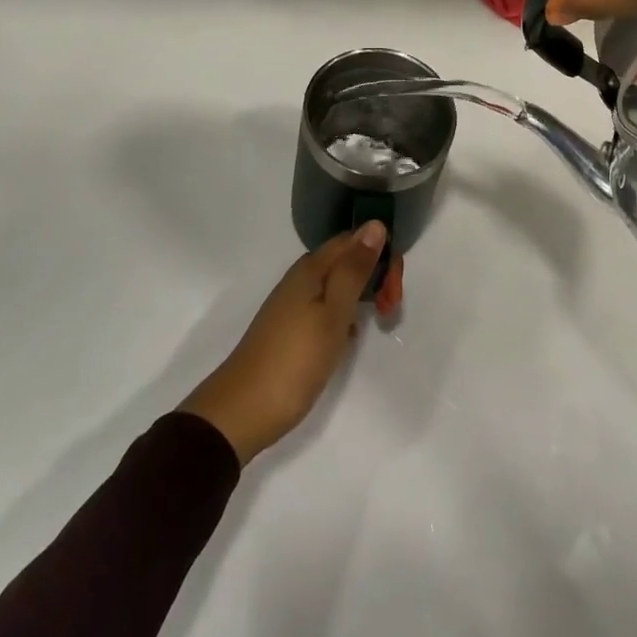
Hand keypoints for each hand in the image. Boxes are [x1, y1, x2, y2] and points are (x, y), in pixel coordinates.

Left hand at [180, 223, 390, 463]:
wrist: (241, 412)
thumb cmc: (294, 360)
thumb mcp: (333, 314)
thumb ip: (354, 269)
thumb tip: (375, 224)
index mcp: (312, 268)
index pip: (354, 239)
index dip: (381, 254)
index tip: (395, 289)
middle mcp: (302, 277)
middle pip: (346, 259)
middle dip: (375, 276)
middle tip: (390, 310)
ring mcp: (294, 302)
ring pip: (338, 284)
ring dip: (363, 296)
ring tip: (377, 322)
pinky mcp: (291, 327)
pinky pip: (326, 306)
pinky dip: (344, 315)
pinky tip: (348, 339)